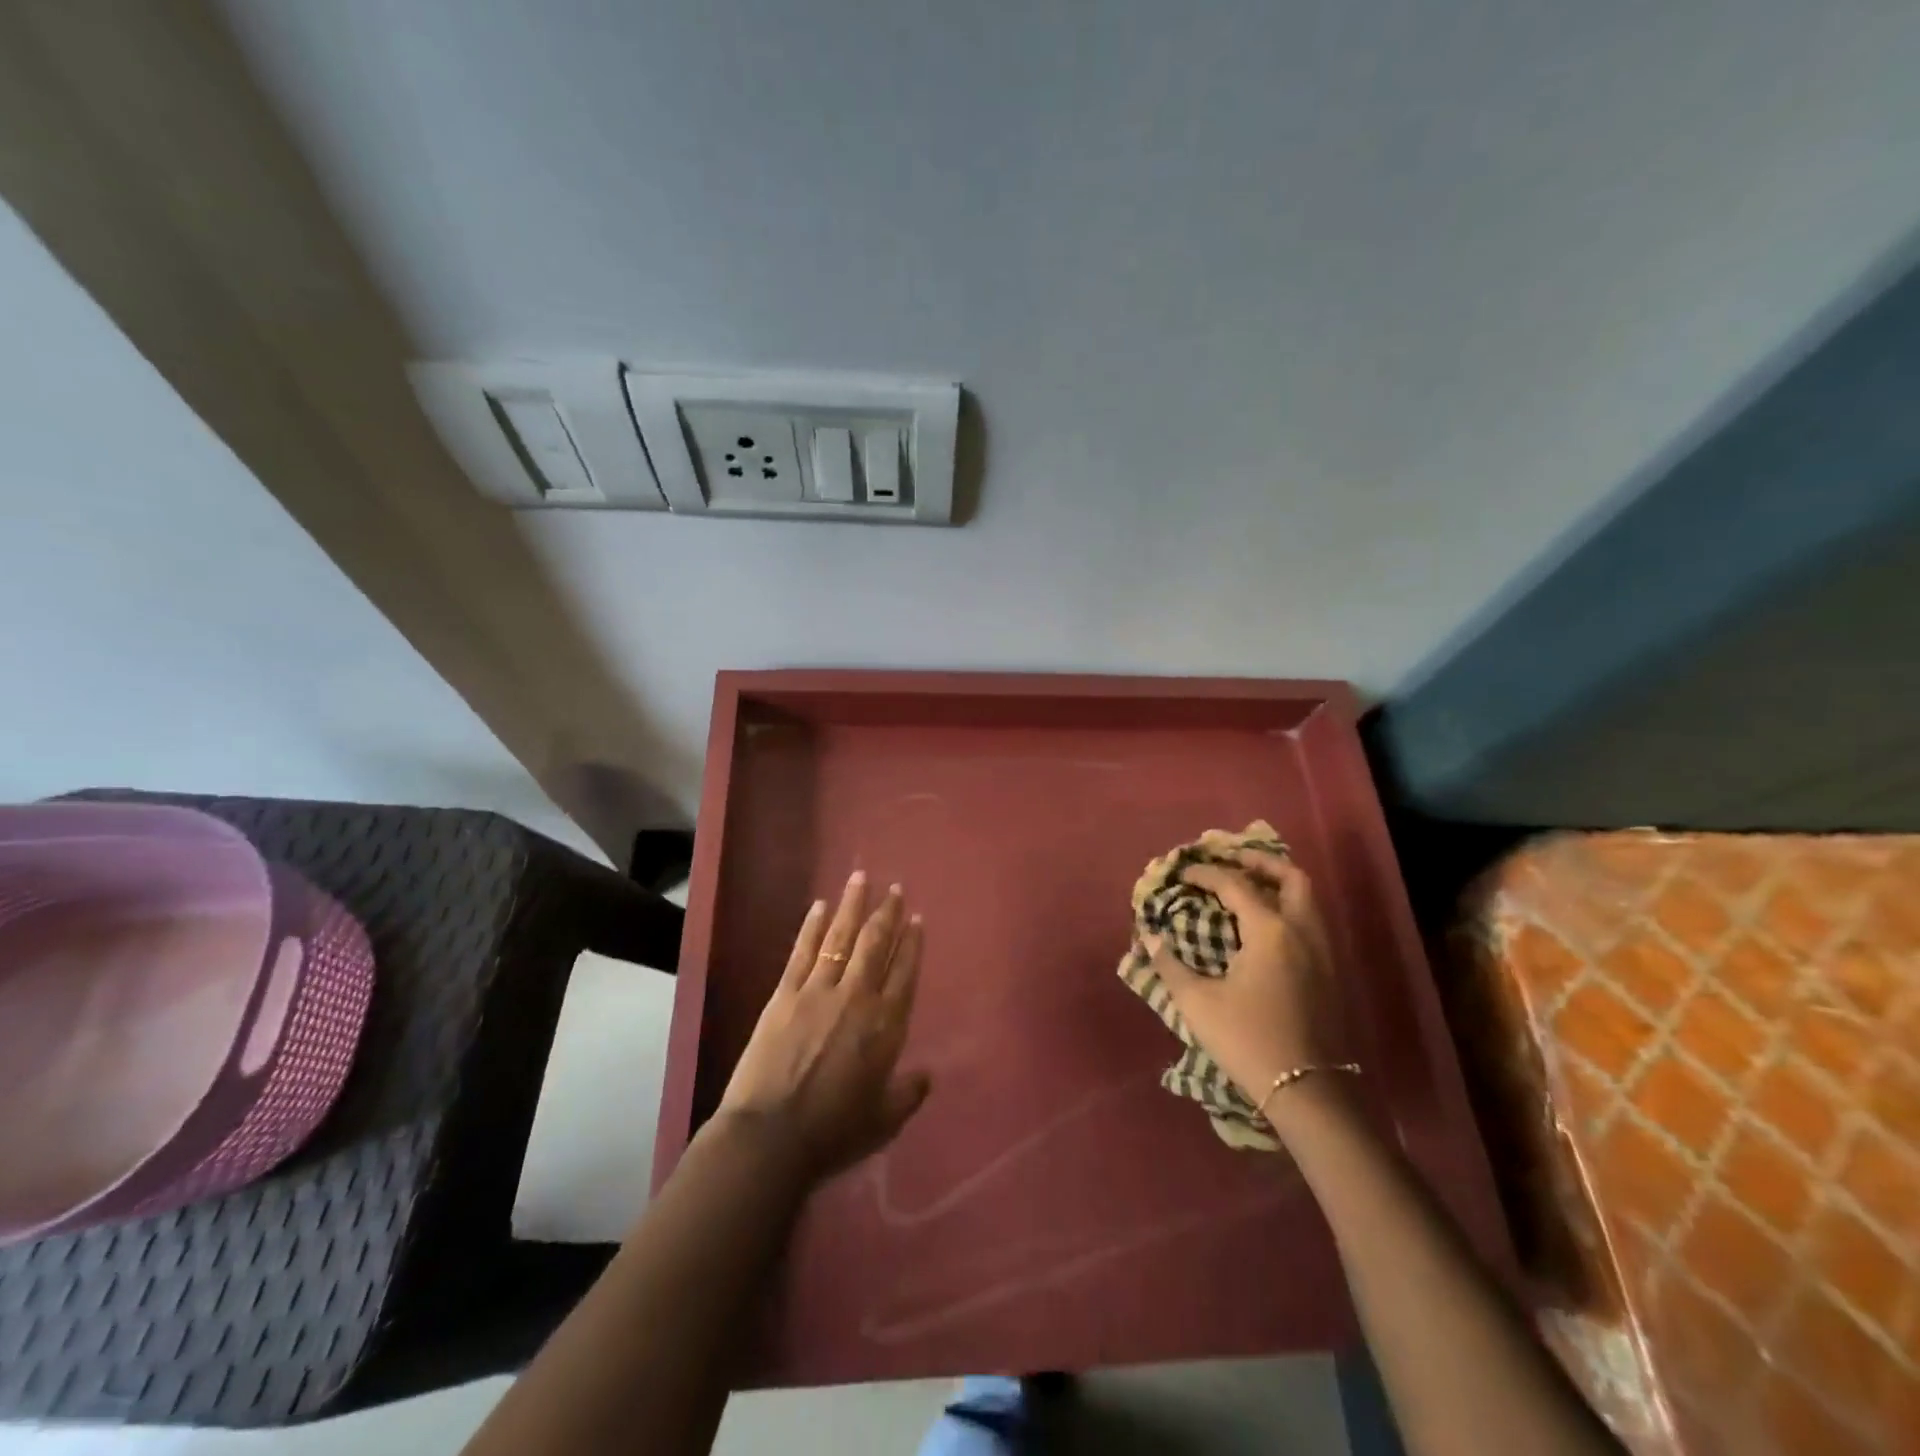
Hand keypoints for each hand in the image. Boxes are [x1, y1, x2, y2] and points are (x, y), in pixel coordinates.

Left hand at [715, 870, 930, 1179]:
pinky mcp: (785, 993)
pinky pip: (803, 951)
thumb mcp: (884, 1120)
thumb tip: (926, 1075)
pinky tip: (819, 906)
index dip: (912, 943)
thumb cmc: (834, 1133)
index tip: (916, 918)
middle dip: (887, 913)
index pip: (905, 972)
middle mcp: (857, 997)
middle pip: (876, 944)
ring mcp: (819, 990)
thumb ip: (908, 1093)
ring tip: (860, 878)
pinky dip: (813, 926)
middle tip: (895, 888)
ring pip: (841, 937)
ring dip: (852, 906)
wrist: (771, 1137)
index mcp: (886, 1025)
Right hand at [1144, 849, 1346, 1115]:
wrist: (1307, 1091)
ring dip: (1276, 884)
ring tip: (1246, 887)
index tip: (1182, 874)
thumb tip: (1149, 936)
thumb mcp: (1197, 1003)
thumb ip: (1170, 964)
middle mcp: (1302, 931)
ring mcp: (1322, 952)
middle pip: (1290, 877)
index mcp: (1270, 930)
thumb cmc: (1248, 1040)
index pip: (1235, 884)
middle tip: (1231, 860)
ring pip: (1306, 899)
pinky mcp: (1329, 972)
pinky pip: (1309, 921)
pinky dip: (1287, 908)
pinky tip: (1263, 926)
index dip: (1205, 874)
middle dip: (1260, 862)